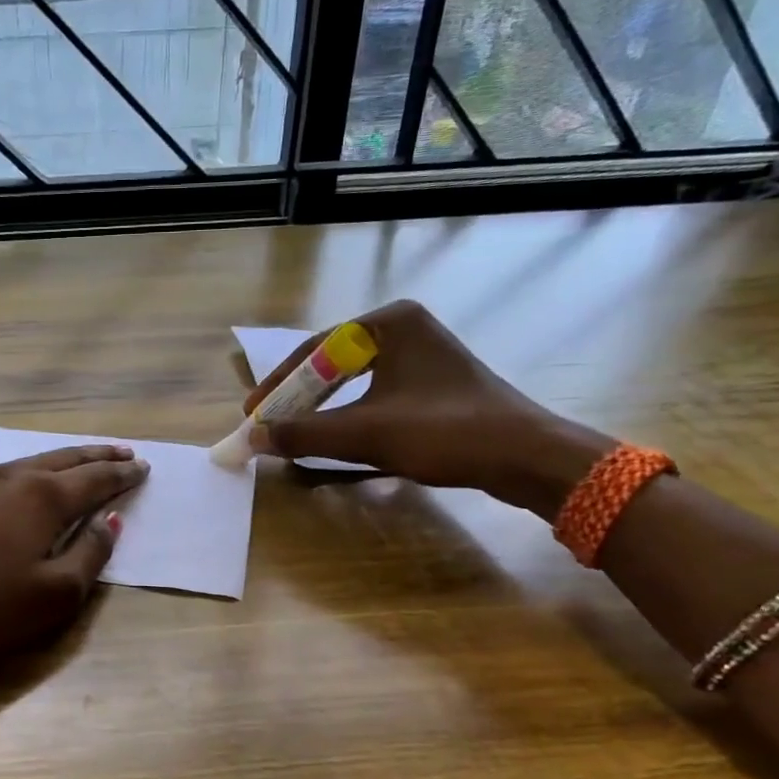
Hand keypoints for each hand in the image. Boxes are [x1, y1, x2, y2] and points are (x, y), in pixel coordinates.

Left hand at [0, 445, 148, 671]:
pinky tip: (22, 478)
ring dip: (62, 459)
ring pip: (30, 461)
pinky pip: (1, 472)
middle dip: (97, 456)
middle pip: (65, 460)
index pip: (95, 479)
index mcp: (43, 498)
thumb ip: (90, 555)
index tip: (143, 467)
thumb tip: (111, 521)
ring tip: (81, 459)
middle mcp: (11, 479)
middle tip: (123, 451)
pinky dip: (26, 470)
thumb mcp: (52, 595)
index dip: (122, 474)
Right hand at [244, 302, 612, 517]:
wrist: (526, 457)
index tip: (252, 414)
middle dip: (297, 397)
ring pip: (353, 379)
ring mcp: (422, 353)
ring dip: (321, 408)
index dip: (278, 386)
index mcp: (389, 321)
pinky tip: (334, 434)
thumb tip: (252, 439)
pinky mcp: (433, 381)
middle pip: (331, 362)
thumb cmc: (444, 432)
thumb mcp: (366, 432)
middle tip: (267, 423)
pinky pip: (375, 391)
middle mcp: (405, 327)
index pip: (315, 350)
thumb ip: (303, 433)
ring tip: (292, 430)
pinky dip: (349, 413)